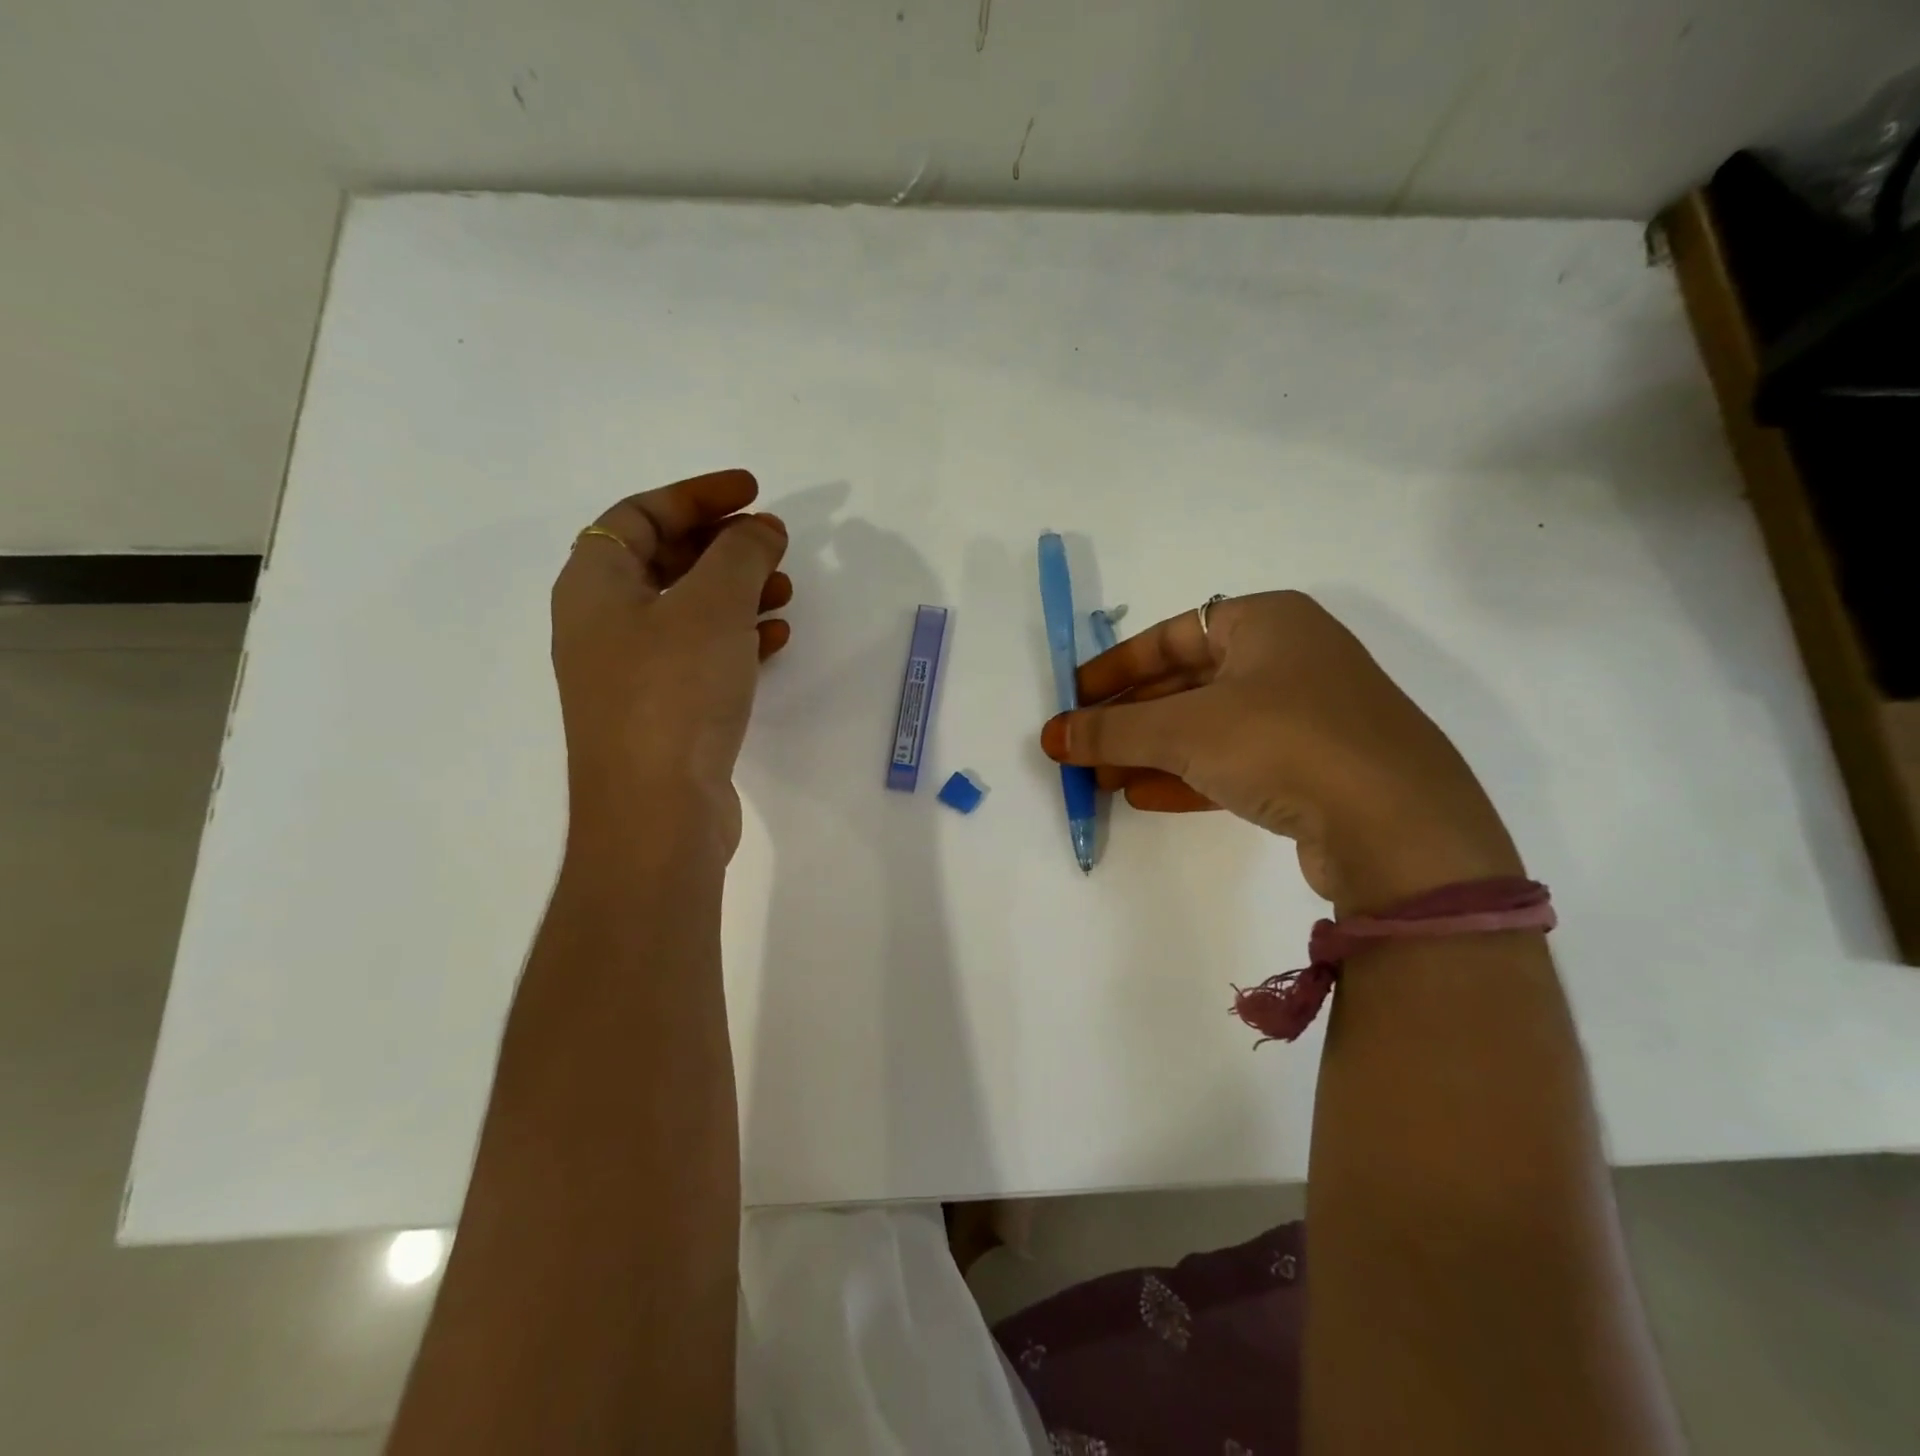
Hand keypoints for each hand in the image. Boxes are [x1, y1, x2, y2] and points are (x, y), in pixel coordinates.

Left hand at [551, 470, 790, 856]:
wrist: (656, 813)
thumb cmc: (674, 693)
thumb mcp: (712, 606)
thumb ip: (741, 553)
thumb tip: (761, 528)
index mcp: (594, 585)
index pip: (638, 514)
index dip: (697, 495)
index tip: (753, 491)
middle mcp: (603, 624)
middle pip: (663, 560)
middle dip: (722, 545)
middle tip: (773, 543)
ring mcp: (631, 673)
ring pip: (687, 610)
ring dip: (736, 592)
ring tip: (786, 591)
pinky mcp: (662, 712)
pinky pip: (700, 655)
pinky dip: (737, 638)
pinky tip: (775, 641)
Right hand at [1039, 591, 1520, 912]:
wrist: (1398, 827)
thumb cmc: (1283, 741)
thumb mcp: (1183, 729)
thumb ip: (1111, 730)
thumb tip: (1052, 736)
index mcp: (1267, 621)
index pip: (1171, 634)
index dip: (1115, 667)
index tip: (1075, 699)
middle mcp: (1291, 658)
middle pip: (1187, 684)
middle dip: (1130, 720)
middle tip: (1082, 749)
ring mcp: (1309, 715)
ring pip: (1210, 727)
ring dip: (1152, 752)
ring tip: (1102, 780)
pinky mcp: (1318, 768)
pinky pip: (1237, 762)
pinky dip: (1189, 776)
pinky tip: (1145, 797)